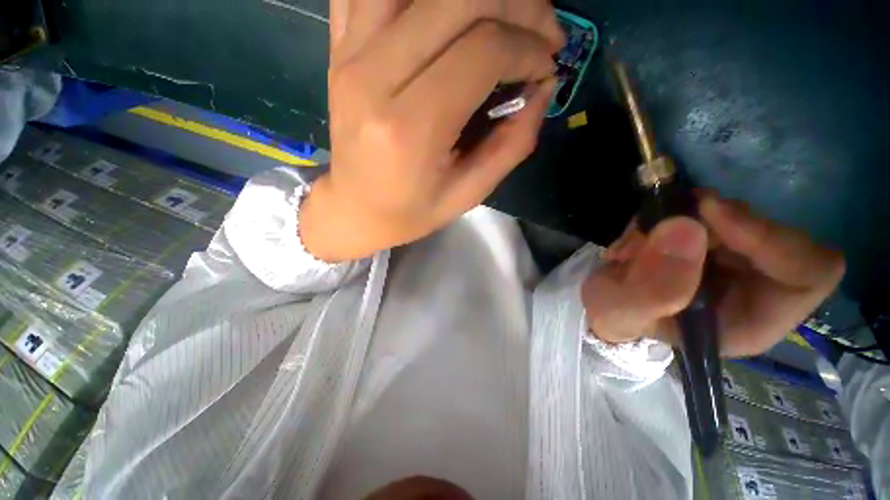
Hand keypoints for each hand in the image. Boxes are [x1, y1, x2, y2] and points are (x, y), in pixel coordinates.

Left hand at [301, 0, 563, 261]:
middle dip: (519, 5)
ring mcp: (350, 53)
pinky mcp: (340, 47)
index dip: (528, 49)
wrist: (355, 208)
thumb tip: (543, 87)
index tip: (545, 68)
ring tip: (502, 16)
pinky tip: (445, 14)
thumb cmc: (411, 211)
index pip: (483, 50)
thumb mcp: (468, 194)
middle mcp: (374, 76)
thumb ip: (512, 143)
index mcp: (410, 127)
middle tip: (542, 33)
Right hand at [582, 192, 845, 357]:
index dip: (768, 237)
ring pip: (735, 215)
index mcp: (752, 320)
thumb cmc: (616, 318)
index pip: (808, 273)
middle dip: (707, 223)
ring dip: (679, 217)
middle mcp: (757, 287)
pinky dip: (669, 211)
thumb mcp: (622, 313)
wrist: (604, 301)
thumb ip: (651, 289)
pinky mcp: (713, 238)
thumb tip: (685, 229)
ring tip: (633, 241)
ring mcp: (736, 259)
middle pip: (769, 232)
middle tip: (656, 225)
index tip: (708, 212)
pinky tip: (639, 233)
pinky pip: (706, 208)